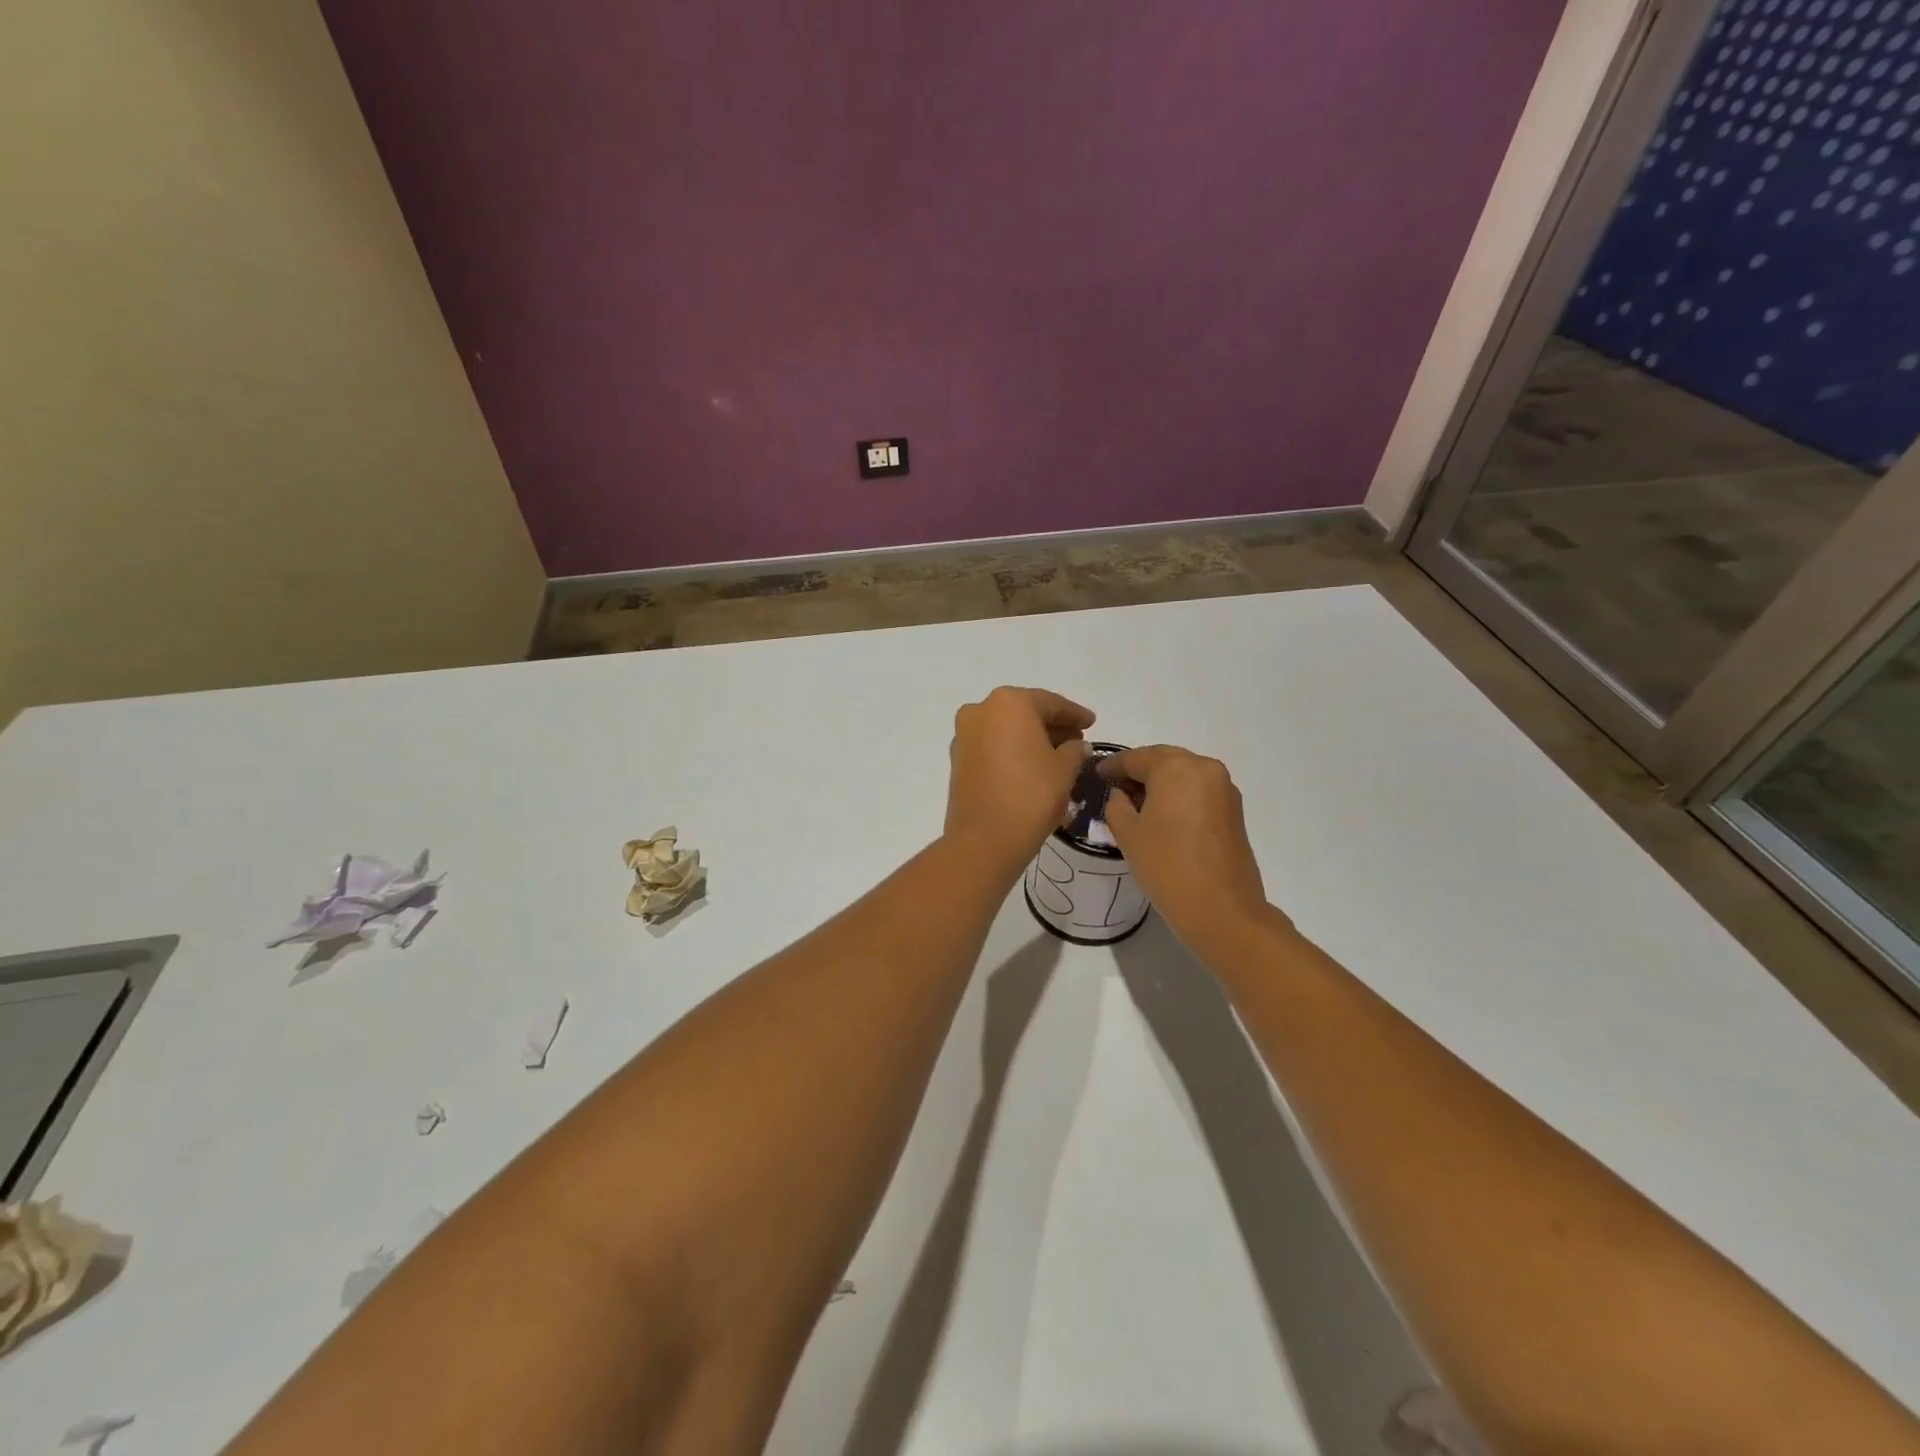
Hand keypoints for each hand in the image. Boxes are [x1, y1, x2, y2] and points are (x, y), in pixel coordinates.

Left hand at [945, 687, 1093, 869]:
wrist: (984, 839)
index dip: (1074, 714)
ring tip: (1057, 756)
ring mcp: (965, 734)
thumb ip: (1075, 750)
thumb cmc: (1031, 795)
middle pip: (1025, 712)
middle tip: (1077, 741)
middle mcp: (981, 710)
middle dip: (1052, 725)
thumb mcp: (1064, 770)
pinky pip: (992, 746)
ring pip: (1006, 729)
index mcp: (1010, 702)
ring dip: (1031, 738)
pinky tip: (1031, 766)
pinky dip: (1012, 750)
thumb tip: (1077, 746)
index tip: (1091, 723)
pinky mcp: (957, 758)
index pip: (1051, 703)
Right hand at [1101, 745, 1284, 963]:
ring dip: (1161, 781)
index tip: (1096, 775)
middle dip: (1139, 769)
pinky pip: (1199, 790)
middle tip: (1116, 785)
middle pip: (1164, 759)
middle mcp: (1204, 768)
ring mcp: (1224, 788)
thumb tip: (1121, 794)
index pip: (1136, 758)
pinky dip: (1180, 794)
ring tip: (1138, 801)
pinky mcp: (1234, 810)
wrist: (1221, 909)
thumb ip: (1117, 805)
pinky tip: (1164, 814)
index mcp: (1176, 768)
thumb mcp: (1128, 834)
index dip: (1112, 766)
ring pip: (1184, 773)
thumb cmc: (1167, 866)